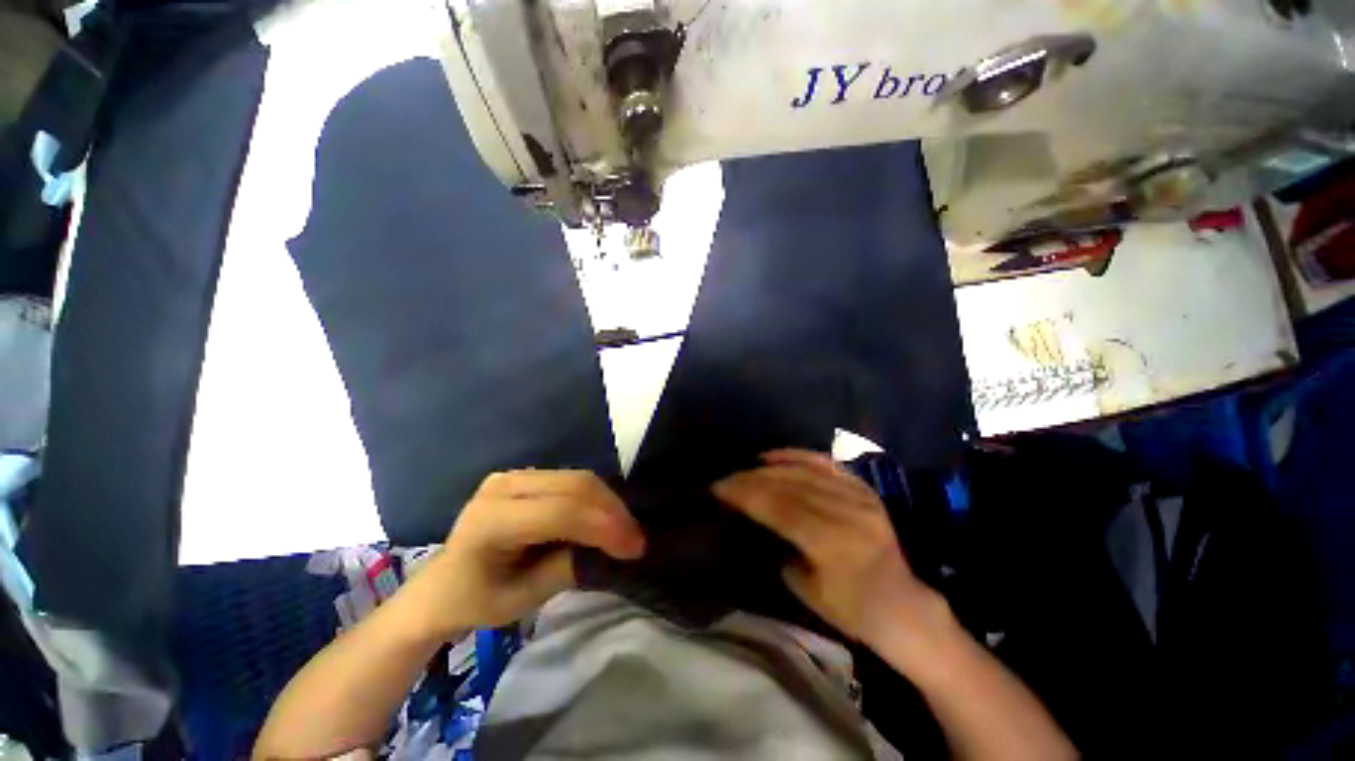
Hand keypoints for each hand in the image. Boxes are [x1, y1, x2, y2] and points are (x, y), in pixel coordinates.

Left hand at [404, 470, 645, 636]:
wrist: (441, 585)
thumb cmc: (475, 601)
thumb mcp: (521, 600)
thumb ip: (567, 568)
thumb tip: (611, 549)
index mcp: (491, 520)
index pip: (560, 512)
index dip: (603, 527)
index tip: (634, 548)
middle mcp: (503, 485)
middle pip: (574, 486)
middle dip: (612, 511)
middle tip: (636, 539)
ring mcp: (513, 474)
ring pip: (578, 477)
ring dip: (607, 502)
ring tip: (625, 529)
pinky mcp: (525, 474)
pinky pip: (571, 479)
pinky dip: (595, 497)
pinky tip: (605, 517)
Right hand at [713, 449, 938, 646]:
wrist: (903, 607)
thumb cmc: (851, 610)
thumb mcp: (805, 589)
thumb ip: (780, 546)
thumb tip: (756, 519)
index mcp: (832, 543)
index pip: (779, 508)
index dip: (745, 495)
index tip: (718, 488)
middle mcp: (846, 512)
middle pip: (788, 486)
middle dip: (751, 480)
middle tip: (726, 479)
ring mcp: (859, 497)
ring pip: (803, 472)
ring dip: (768, 469)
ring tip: (744, 469)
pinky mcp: (864, 489)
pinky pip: (825, 464)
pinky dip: (797, 456)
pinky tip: (773, 456)